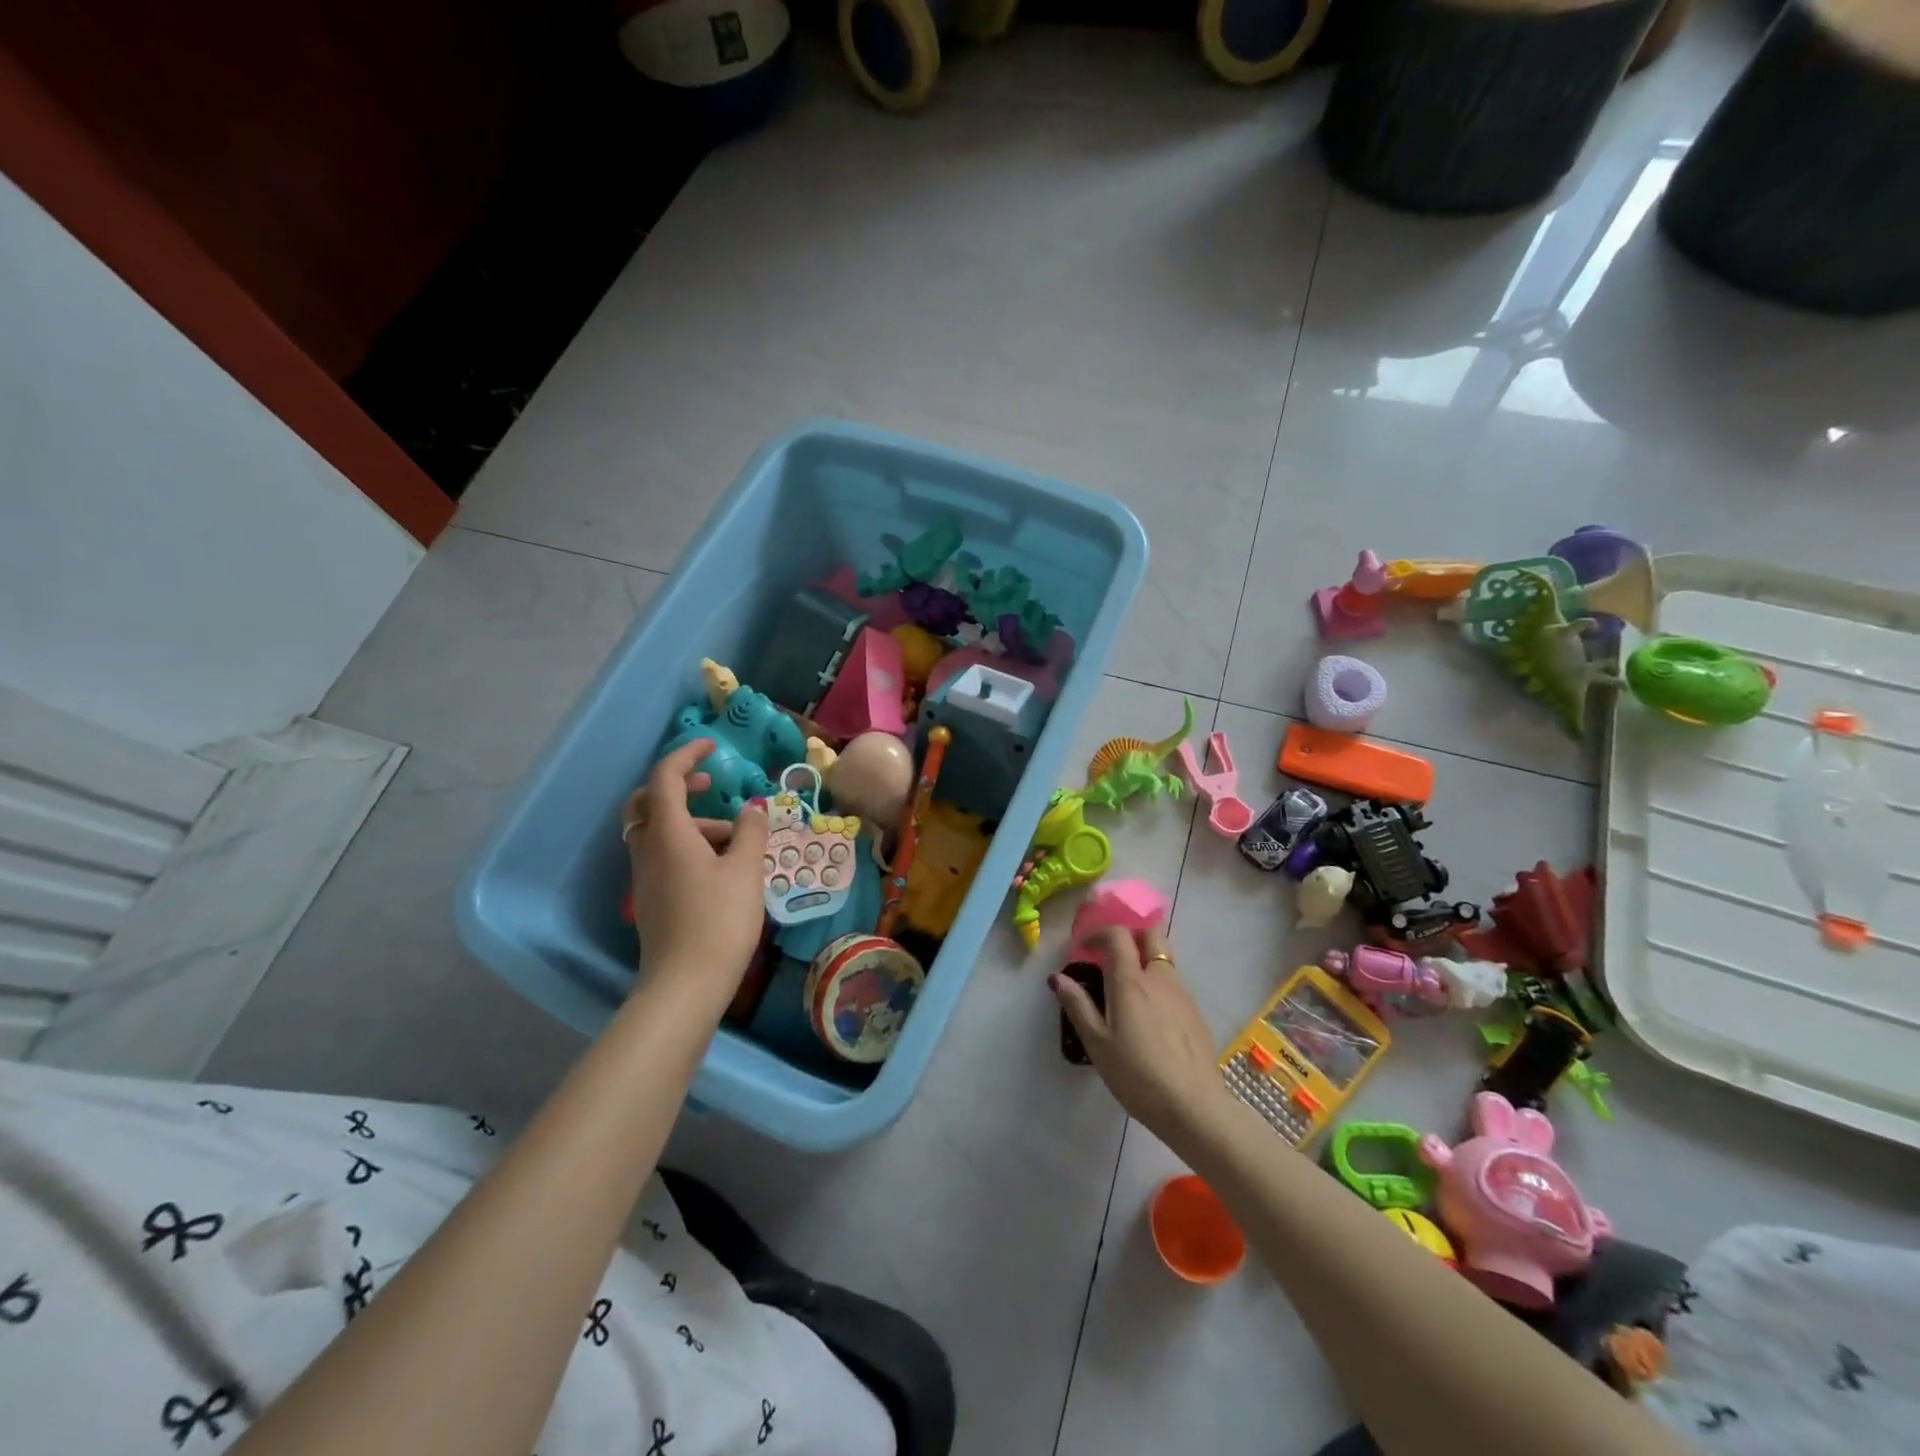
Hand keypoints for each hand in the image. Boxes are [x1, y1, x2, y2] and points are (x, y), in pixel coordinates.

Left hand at [622, 739, 769, 1005]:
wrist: (685, 985)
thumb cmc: (719, 920)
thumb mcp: (745, 871)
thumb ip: (750, 833)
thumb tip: (752, 809)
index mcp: (668, 834)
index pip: (665, 778)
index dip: (686, 756)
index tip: (711, 748)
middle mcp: (647, 850)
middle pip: (646, 803)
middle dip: (676, 786)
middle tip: (709, 786)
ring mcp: (645, 877)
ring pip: (657, 832)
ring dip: (691, 822)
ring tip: (736, 839)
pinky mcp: (651, 899)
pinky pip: (662, 856)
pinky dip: (686, 846)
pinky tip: (721, 868)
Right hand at [1051, 927, 1233, 1146]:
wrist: (1194, 1106)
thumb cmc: (1137, 1075)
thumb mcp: (1098, 1044)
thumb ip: (1078, 1006)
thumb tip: (1058, 978)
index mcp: (1131, 981)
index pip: (1118, 935)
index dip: (1099, 934)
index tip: (1084, 948)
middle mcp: (1160, 979)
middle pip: (1151, 935)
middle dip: (1131, 936)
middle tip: (1112, 957)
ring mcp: (1183, 995)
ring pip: (1165, 961)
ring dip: (1145, 962)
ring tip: (1128, 994)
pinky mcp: (1196, 1014)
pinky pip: (1174, 986)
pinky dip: (1159, 986)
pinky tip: (1150, 1020)